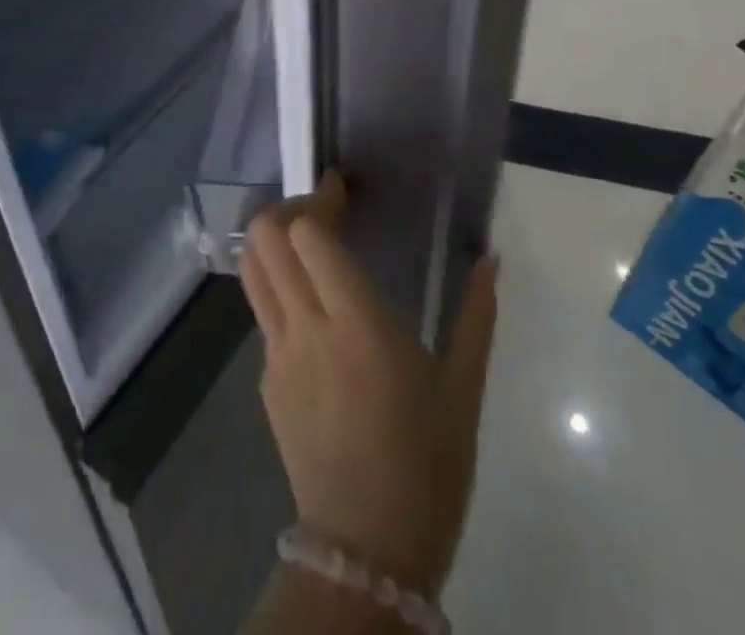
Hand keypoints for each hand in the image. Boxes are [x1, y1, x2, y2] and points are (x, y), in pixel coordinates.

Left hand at [239, 172, 497, 597]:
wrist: (367, 554)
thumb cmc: (427, 465)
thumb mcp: (463, 389)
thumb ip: (477, 315)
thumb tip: (492, 258)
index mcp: (357, 322)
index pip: (307, 234)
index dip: (320, 199)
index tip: (342, 190)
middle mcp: (307, 327)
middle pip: (266, 239)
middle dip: (288, 209)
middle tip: (324, 212)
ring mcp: (277, 355)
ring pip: (252, 270)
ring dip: (272, 242)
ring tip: (308, 244)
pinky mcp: (266, 382)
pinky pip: (262, 313)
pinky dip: (277, 286)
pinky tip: (312, 306)